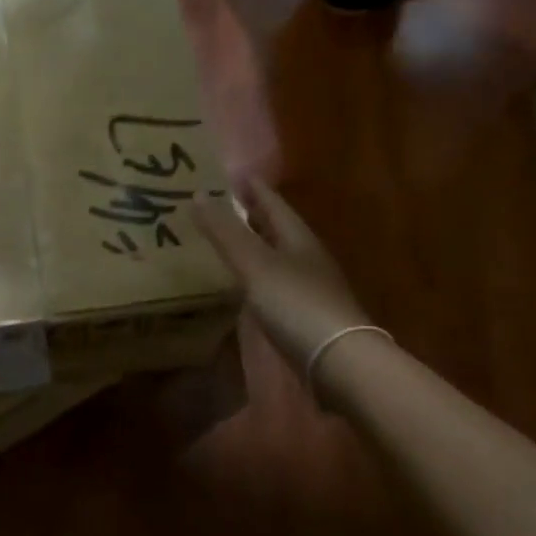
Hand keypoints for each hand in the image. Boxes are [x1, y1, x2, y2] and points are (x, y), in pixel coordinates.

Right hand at [193, 179, 375, 391]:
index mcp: (298, 238)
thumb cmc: (296, 304)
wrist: (338, 361)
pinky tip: (242, 283)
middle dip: (252, 214)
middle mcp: (306, 257)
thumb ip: (225, 232)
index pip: (273, 203)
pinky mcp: (304, 314)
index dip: (252, 188)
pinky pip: (275, 282)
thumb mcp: (255, 264)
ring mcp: (308, 287)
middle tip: (220, 204)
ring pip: (276, 255)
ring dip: (253, 244)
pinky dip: (256, 274)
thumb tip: (196, 194)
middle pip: (277, 227)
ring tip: (225, 240)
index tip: (230, 174)